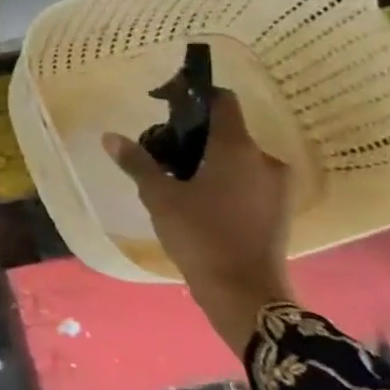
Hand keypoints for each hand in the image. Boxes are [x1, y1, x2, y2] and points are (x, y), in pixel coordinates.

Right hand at [103, 91, 295, 357]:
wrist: (245, 294)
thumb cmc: (201, 236)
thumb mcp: (160, 197)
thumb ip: (137, 163)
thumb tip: (110, 136)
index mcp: (237, 148)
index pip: (222, 101)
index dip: (193, 94)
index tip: (164, 102)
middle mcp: (264, 159)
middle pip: (226, 131)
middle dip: (193, 136)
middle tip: (161, 153)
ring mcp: (277, 186)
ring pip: (236, 157)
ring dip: (208, 160)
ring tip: (176, 180)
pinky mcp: (279, 209)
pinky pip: (247, 179)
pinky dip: (224, 180)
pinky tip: (199, 201)